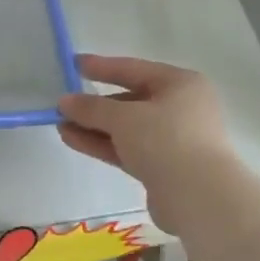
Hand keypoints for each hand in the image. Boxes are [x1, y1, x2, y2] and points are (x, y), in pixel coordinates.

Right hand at [57, 55, 235, 226]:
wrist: (198, 196)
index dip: (102, 66)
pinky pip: (127, 149)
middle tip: (63, 105)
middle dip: (95, 105)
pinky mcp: (162, 166)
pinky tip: (73, 140)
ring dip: (94, 126)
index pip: (134, 69)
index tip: (74, 64)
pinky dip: (102, 144)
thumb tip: (64, 102)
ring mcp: (172, 139)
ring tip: (60, 125)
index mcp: (181, 84)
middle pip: (130, 100)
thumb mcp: (124, 118)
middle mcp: (181, 107)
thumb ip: (92, 108)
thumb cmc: (166, 140)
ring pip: (126, 128)